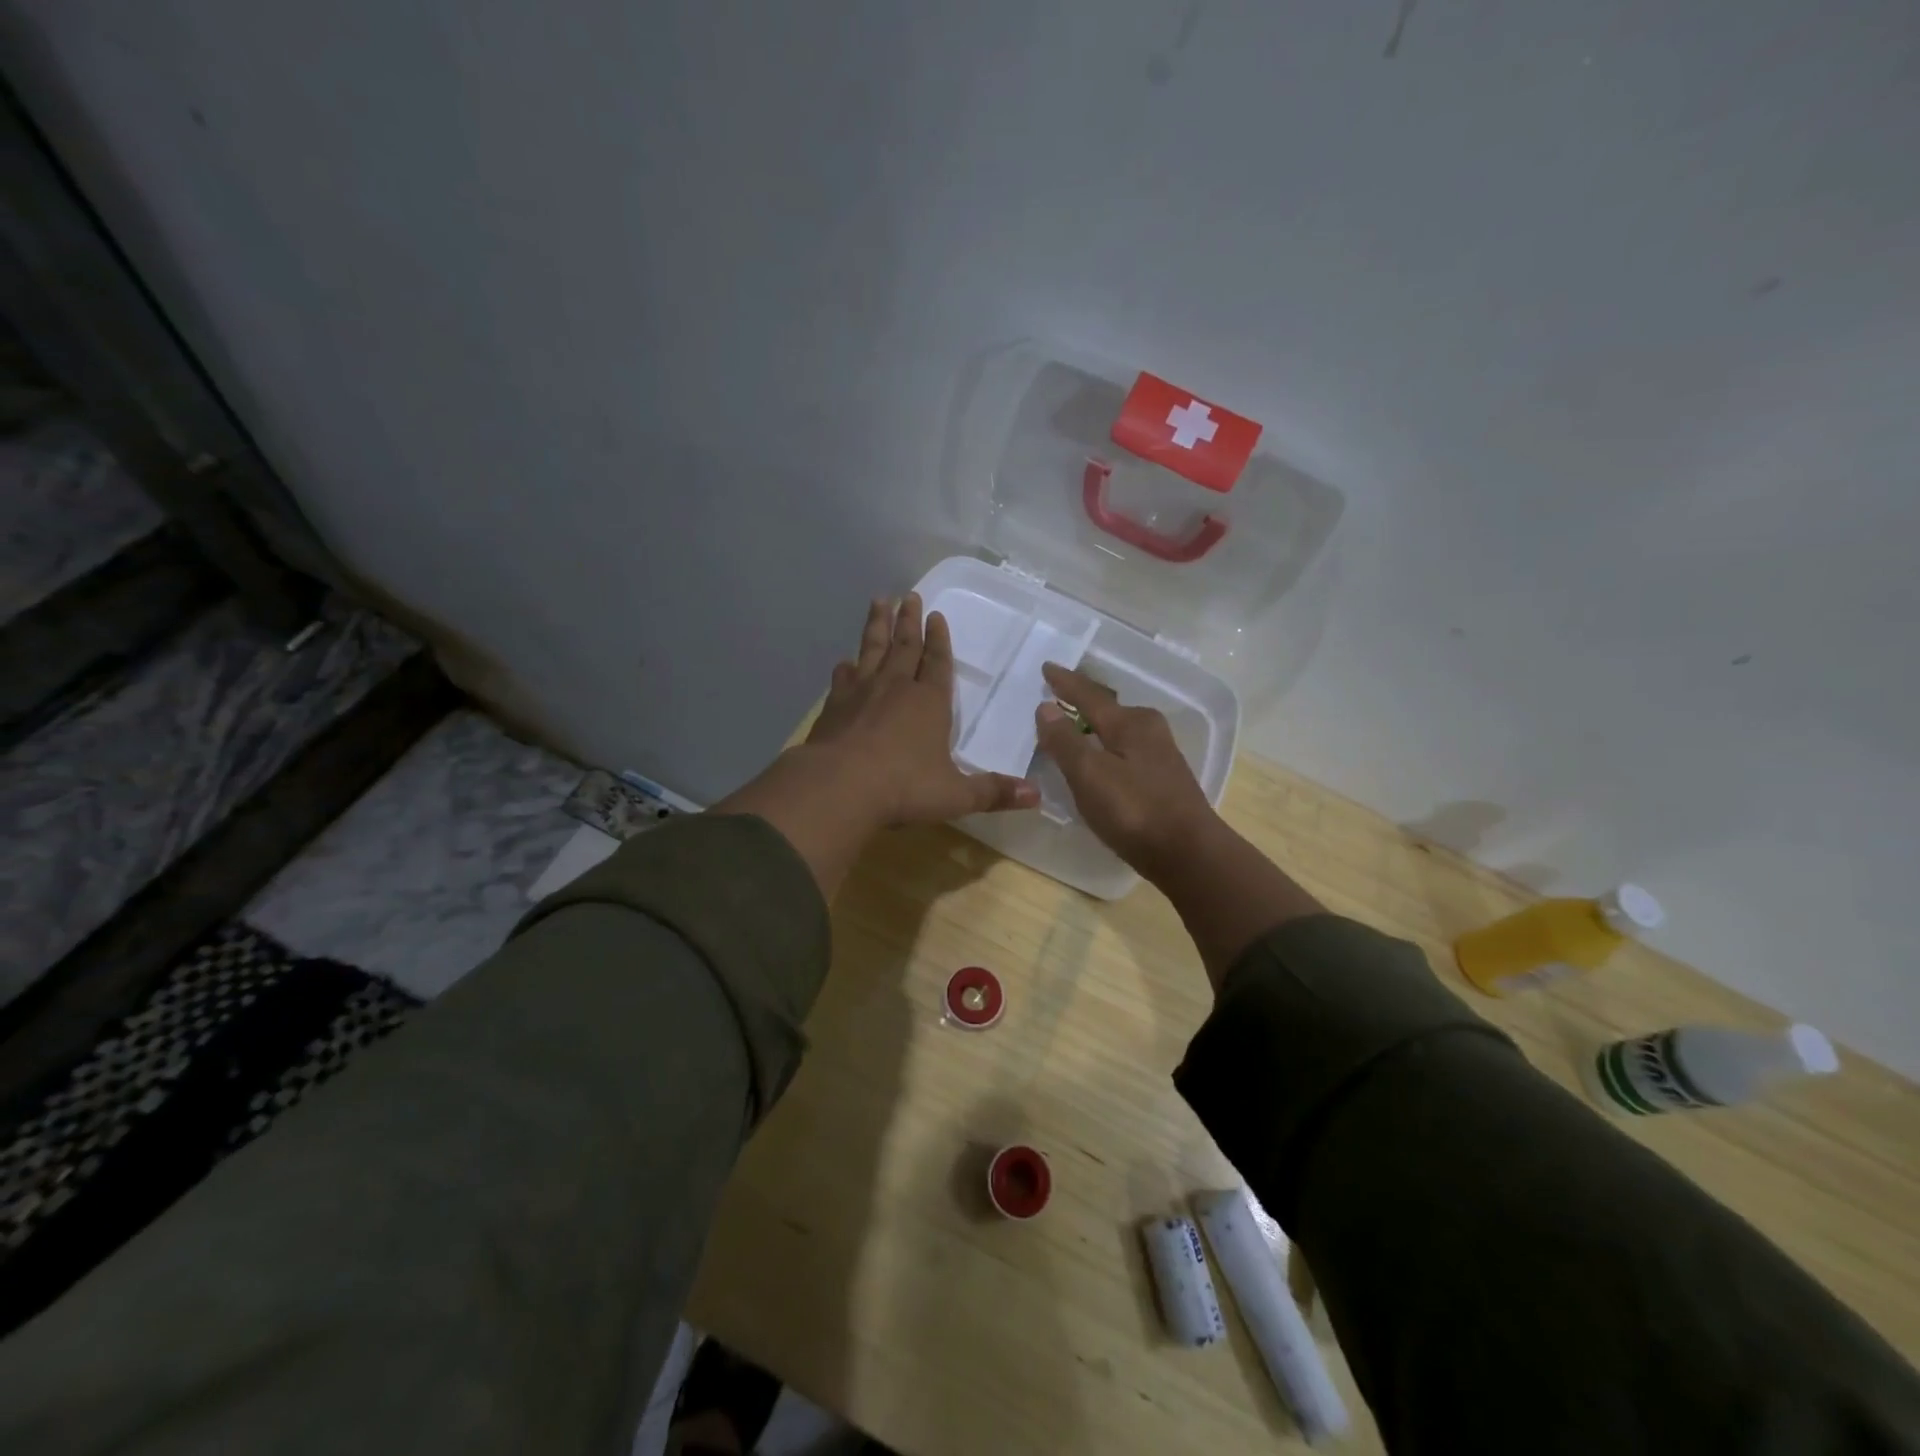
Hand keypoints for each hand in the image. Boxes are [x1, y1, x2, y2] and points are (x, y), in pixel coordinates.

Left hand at [806, 594, 1038, 825]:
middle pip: (905, 646)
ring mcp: (861, 693)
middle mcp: (896, 688)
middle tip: (909, 595)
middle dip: (909, 621)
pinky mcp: (834, 706)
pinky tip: (844, 662)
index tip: (936, 615)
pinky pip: (842, 678)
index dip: (939, 640)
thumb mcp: (955, 795)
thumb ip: (993, 793)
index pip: (938, 663)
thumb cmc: (903, 788)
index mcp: (929, 703)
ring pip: (872, 650)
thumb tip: (1036, 796)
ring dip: (877, 625)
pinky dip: (846, 667)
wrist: (839, 787)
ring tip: (879, 602)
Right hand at [1034, 663, 1217, 877]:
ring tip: (1073, 723)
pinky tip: (1100, 758)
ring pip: (1119, 729)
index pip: (1089, 696)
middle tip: (1058, 692)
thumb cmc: (1134, 811)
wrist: (1189, 855)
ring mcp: (1160, 755)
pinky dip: (1106, 746)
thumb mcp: (1090, 775)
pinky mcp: (1163, 779)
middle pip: (1108, 708)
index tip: (1046, 667)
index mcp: (1130, 723)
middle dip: (1083, 700)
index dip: (1065, 683)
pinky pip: (1125, 749)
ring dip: (1095, 725)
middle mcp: (1149, 730)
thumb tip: (1046, 707)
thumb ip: (1065, 741)